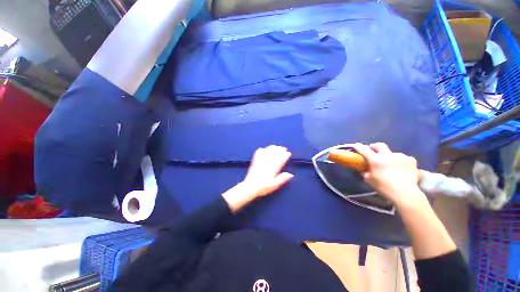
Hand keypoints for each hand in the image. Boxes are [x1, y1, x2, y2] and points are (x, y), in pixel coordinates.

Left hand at [222, 145, 293, 211]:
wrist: (250, 187)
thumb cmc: (263, 187)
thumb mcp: (274, 185)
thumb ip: (282, 179)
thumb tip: (291, 174)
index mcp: (273, 169)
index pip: (280, 160)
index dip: (285, 156)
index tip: (288, 153)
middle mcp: (267, 163)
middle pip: (274, 154)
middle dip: (279, 150)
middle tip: (283, 148)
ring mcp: (260, 162)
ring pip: (267, 152)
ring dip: (271, 148)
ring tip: (275, 146)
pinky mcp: (255, 162)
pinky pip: (258, 154)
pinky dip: (261, 150)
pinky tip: (262, 148)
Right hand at [352, 143, 426, 208]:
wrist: (406, 194)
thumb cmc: (384, 187)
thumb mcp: (369, 180)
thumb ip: (365, 171)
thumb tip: (363, 168)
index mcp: (376, 160)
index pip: (364, 150)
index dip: (358, 147)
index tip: (355, 145)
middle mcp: (388, 155)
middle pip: (379, 145)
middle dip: (374, 147)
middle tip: (372, 151)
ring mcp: (401, 156)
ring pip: (392, 153)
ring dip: (389, 157)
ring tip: (390, 165)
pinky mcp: (411, 160)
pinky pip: (403, 158)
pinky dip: (400, 161)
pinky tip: (401, 169)